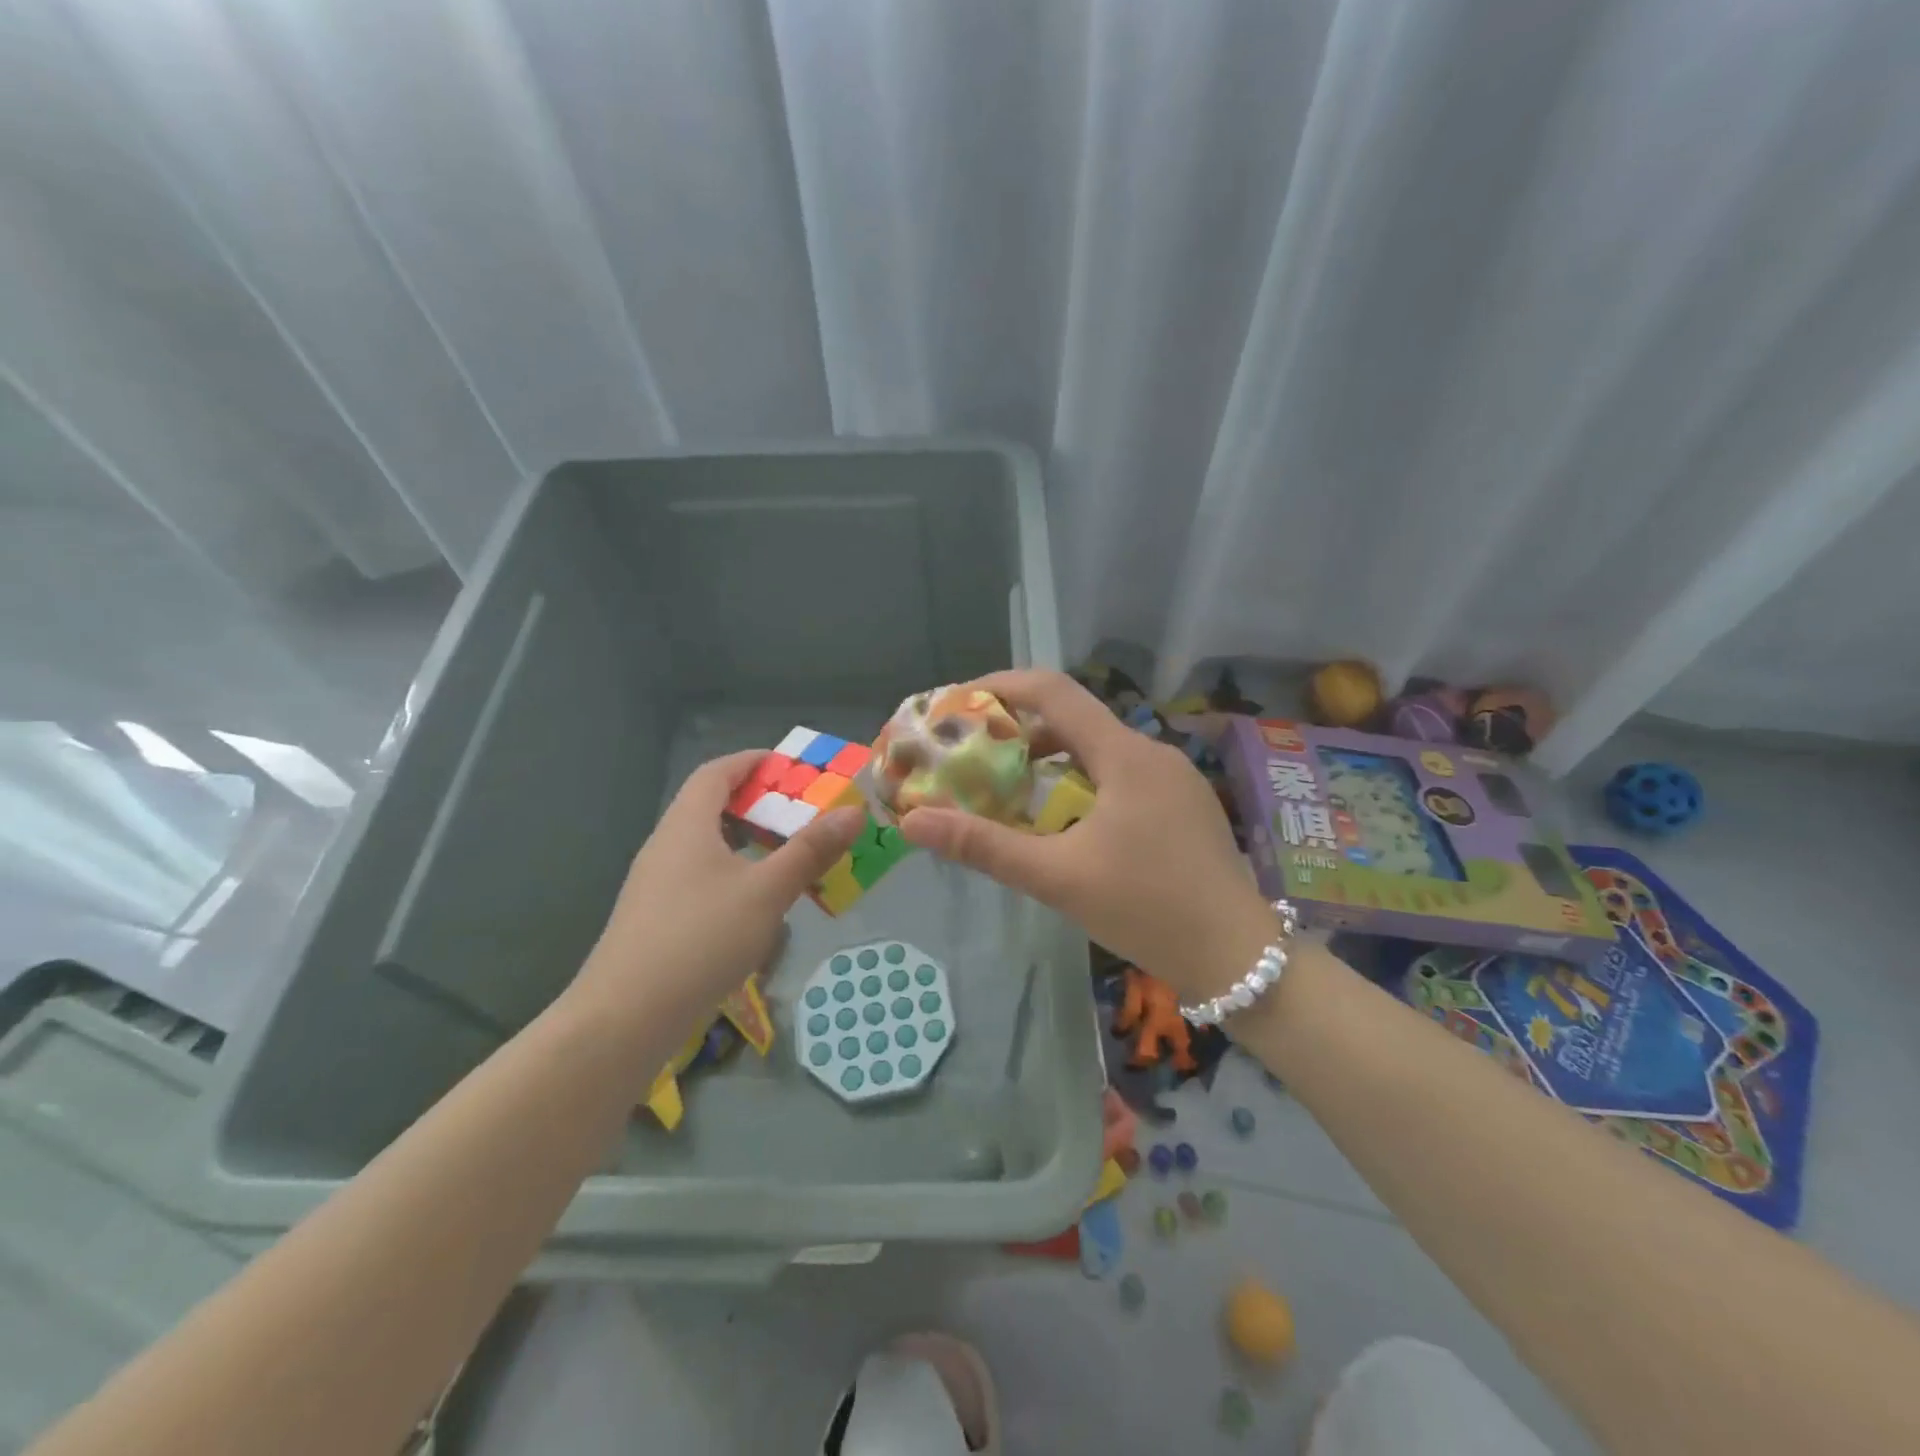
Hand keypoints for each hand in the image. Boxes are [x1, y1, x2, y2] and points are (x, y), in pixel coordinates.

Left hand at [574, 752, 864, 1018]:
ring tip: (785, 855)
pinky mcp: (656, 919)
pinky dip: (732, 874)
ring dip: (745, 842)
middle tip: (800, 812)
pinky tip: (754, 904)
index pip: (716, 773)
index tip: (789, 765)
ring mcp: (656, 884)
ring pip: (706, 846)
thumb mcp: (767, 892)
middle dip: (756, 803)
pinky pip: (699, 877)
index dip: (751, 761)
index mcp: (687, 825)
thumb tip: (853, 812)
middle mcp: (666, 845)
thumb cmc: (700, 939)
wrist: (625, 1018)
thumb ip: (810, 851)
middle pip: (710, 807)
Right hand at [898, 670, 1279, 1002]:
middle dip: (1018, 728)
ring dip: (1049, 757)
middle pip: (1074, 718)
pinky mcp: (1181, 804)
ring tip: (1006, 785)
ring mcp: (1172, 778)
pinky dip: (1079, 779)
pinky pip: (1119, 773)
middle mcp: (1151, 753)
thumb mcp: (1058, 878)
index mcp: (1124, 755)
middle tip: (972, 752)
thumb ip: (985, 847)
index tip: (958, 703)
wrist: (1239, 957)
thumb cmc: (1147, 909)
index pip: (1054, 691)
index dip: (1001, 686)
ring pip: (1098, 748)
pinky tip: (1061, 816)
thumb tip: (914, 822)